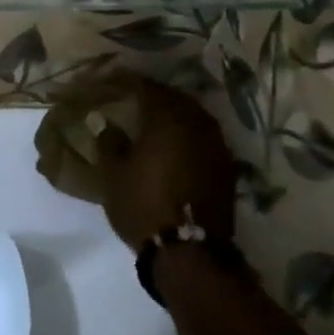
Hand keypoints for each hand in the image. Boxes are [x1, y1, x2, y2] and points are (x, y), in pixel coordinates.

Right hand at [97, 78, 238, 250]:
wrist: (189, 253)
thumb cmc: (143, 205)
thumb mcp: (113, 173)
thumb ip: (109, 142)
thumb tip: (107, 123)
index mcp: (166, 119)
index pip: (145, 87)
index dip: (126, 82)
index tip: (111, 81)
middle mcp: (196, 124)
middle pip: (174, 97)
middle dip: (153, 95)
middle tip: (132, 98)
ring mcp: (216, 145)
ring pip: (193, 115)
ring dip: (174, 113)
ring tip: (153, 119)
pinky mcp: (226, 167)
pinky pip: (204, 136)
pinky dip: (188, 133)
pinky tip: (174, 143)